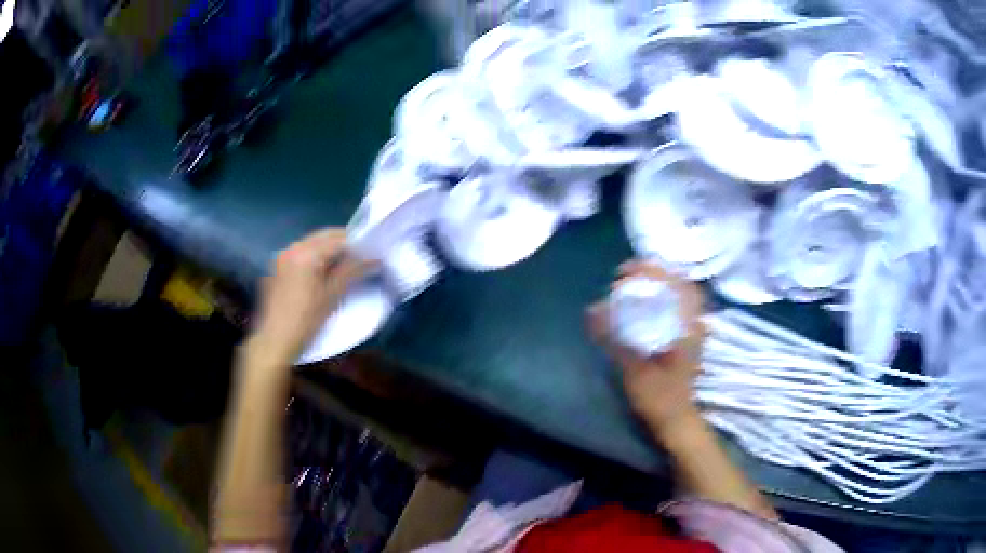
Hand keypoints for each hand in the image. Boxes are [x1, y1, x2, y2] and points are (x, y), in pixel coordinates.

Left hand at [249, 228, 374, 366]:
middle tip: (360, 258)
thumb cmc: (305, 321)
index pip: (338, 239)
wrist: (275, 341)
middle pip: (323, 237)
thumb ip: (352, 271)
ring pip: (312, 243)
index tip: (371, 254)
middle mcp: (292, 247)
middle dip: (343, 244)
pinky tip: (322, 273)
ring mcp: (282, 256)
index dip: (357, 245)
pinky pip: (300, 253)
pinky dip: (314, 257)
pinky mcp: (277, 267)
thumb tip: (373, 258)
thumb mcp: (332, 295)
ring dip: (328, 250)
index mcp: (306, 253)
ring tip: (343, 266)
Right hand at [588, 260, 706, 436]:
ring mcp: (696, 329)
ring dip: (662, 284)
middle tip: (628, 277)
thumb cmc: (658, 396)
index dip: (651, 269)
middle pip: (682, 282)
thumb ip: (614, 337)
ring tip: (635, 286)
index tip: (625, 273)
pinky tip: (649, 305)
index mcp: (686, 326)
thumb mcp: (633, 367)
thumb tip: (592, 310)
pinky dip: (666, 298)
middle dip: (655, 272)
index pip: (675, 282)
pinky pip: (682, 307)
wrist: (676, 420)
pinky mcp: (691, 338)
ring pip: (684, 293)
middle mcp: (695, 322)